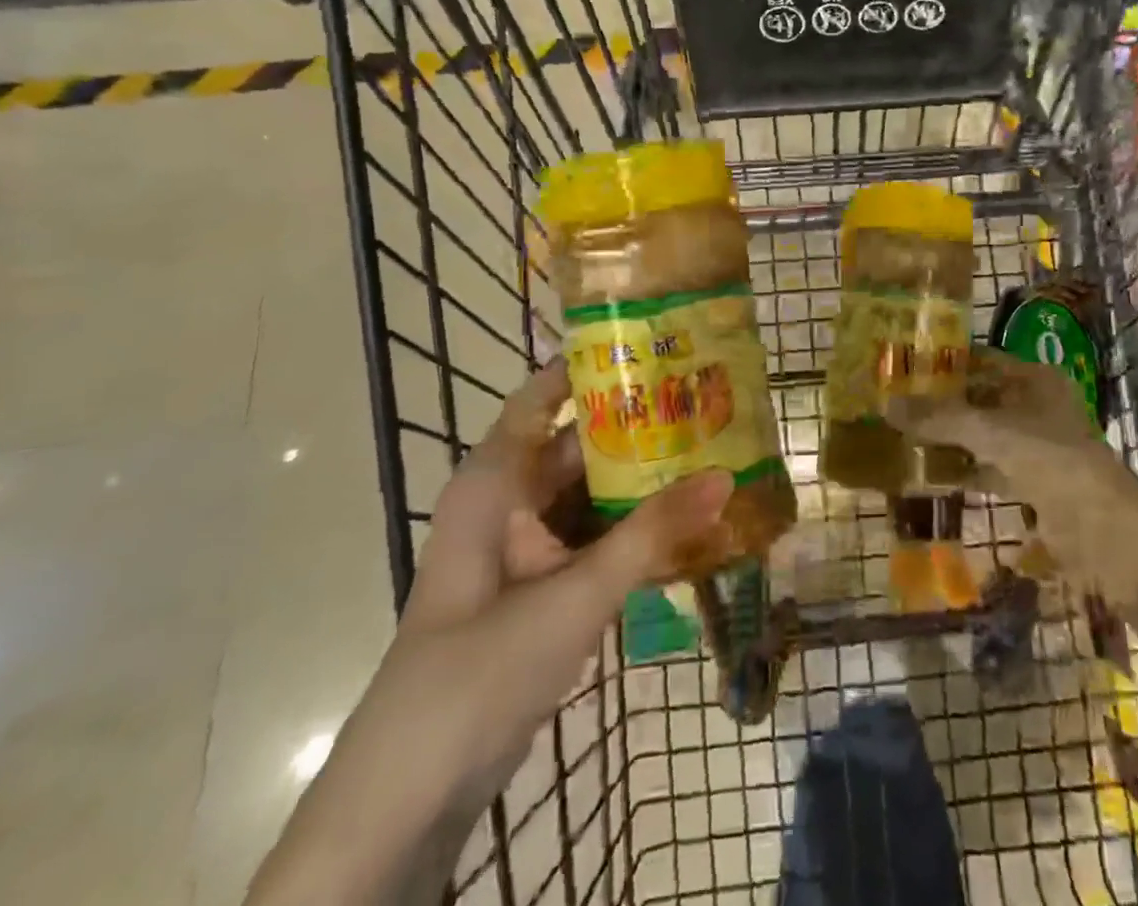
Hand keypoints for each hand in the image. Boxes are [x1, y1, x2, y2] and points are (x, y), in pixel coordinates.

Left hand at [247, 362, 732, 905]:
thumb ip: (652, 534)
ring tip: (713, 448)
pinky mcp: (540, 584)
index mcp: (497, 479)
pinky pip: (594, 536)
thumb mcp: (575, 595)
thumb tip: (726, 475)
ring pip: (592, 491)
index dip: (594, 363)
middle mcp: (511, 499)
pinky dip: (634, 527)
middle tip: (709, 398)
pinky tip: (688, 520)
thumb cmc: (479, 670)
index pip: (545, 393)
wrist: (411, 796)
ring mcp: (525, 545)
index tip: (657, 340)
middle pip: (582, 442)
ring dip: (644, 478)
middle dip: (641, 423)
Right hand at [887, 349, 1137, 590]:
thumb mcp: (988, 431)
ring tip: (906, 437)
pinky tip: (932, 475)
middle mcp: (1038, 406)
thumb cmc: (1047, 457)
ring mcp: (1038, 446)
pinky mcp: (1035, 482)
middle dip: (945, 404)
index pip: (984, 361)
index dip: (948, 363)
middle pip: (983, 399)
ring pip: (986, 435)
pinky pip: (991, 468)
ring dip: (952, 439)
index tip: (907, 366)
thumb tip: (885, 404)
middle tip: (899, 404)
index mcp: (1036, 379)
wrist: (1100, 527)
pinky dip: (966, 470)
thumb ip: (938, 418)